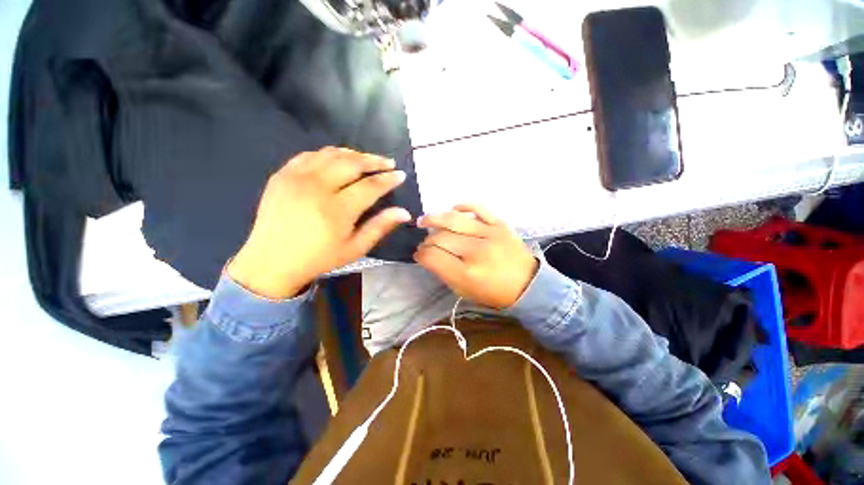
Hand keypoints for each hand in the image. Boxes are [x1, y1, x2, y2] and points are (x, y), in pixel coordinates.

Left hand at [228, 147, 410, 298]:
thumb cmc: (319, 258)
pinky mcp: (282, 174)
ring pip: (331, 154)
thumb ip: (380, 227)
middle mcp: (317, 187)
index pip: (370, 186)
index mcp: (337, 209)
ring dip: (354, 154)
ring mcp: (296, 177)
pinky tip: (338, 160)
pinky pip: (310, 155)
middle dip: (374, 160)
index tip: (401, 175)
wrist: (272, 261)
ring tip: (368, 160)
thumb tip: (405, 213)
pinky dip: (329, 154)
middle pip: (352, 163)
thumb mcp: (355, 248)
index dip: (388, 179)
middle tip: (389, 162)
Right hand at [415, 205, 538, 308]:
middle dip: (426, 241)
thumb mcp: (464, 292)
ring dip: (434, 218)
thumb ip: (444, 273)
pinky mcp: (500, 224)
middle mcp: (476, 251)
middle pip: (440, 238)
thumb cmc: (494, 293)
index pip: (433, 257)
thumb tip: (428, 255)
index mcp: (466, 273)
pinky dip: (462, 206)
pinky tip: (452, 210)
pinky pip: (477, 208)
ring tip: (424, 220)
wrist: (528, 285)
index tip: (418, 254)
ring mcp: (489, 234)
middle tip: (425, 243)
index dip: (420, 254)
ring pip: (454, 220)